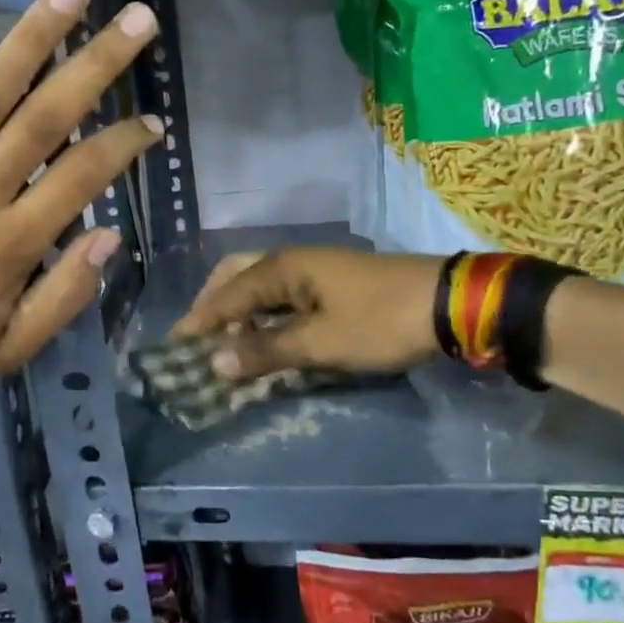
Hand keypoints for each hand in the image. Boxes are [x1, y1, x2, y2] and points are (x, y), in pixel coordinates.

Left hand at [0, 0, 164, 398]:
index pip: (82, 176)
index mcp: (10, 245)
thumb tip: (108, 236)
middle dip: (97, 65)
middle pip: (45, 118)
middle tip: (137, 20)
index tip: (152, 122)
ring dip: (31, 39)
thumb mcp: (8, 351)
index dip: (124, 144)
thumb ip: (63, 298)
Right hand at [172, 247, 445, 379]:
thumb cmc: (380, 321)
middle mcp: (293, 261)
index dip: (200, 321)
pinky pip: (284, 296)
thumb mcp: (321, 342)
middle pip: (238, 276)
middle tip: (199, 337)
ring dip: (240, 311)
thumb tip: (214, 361)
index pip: (227, 295)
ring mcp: (315, 270)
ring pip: (262, 285)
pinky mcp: (334, 285)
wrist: (448, 304)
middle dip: (215, 305)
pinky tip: (267, 336)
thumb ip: (266, 351)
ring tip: (227, 342)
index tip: (175, 346)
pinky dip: (266, 315)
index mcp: (283, 267)